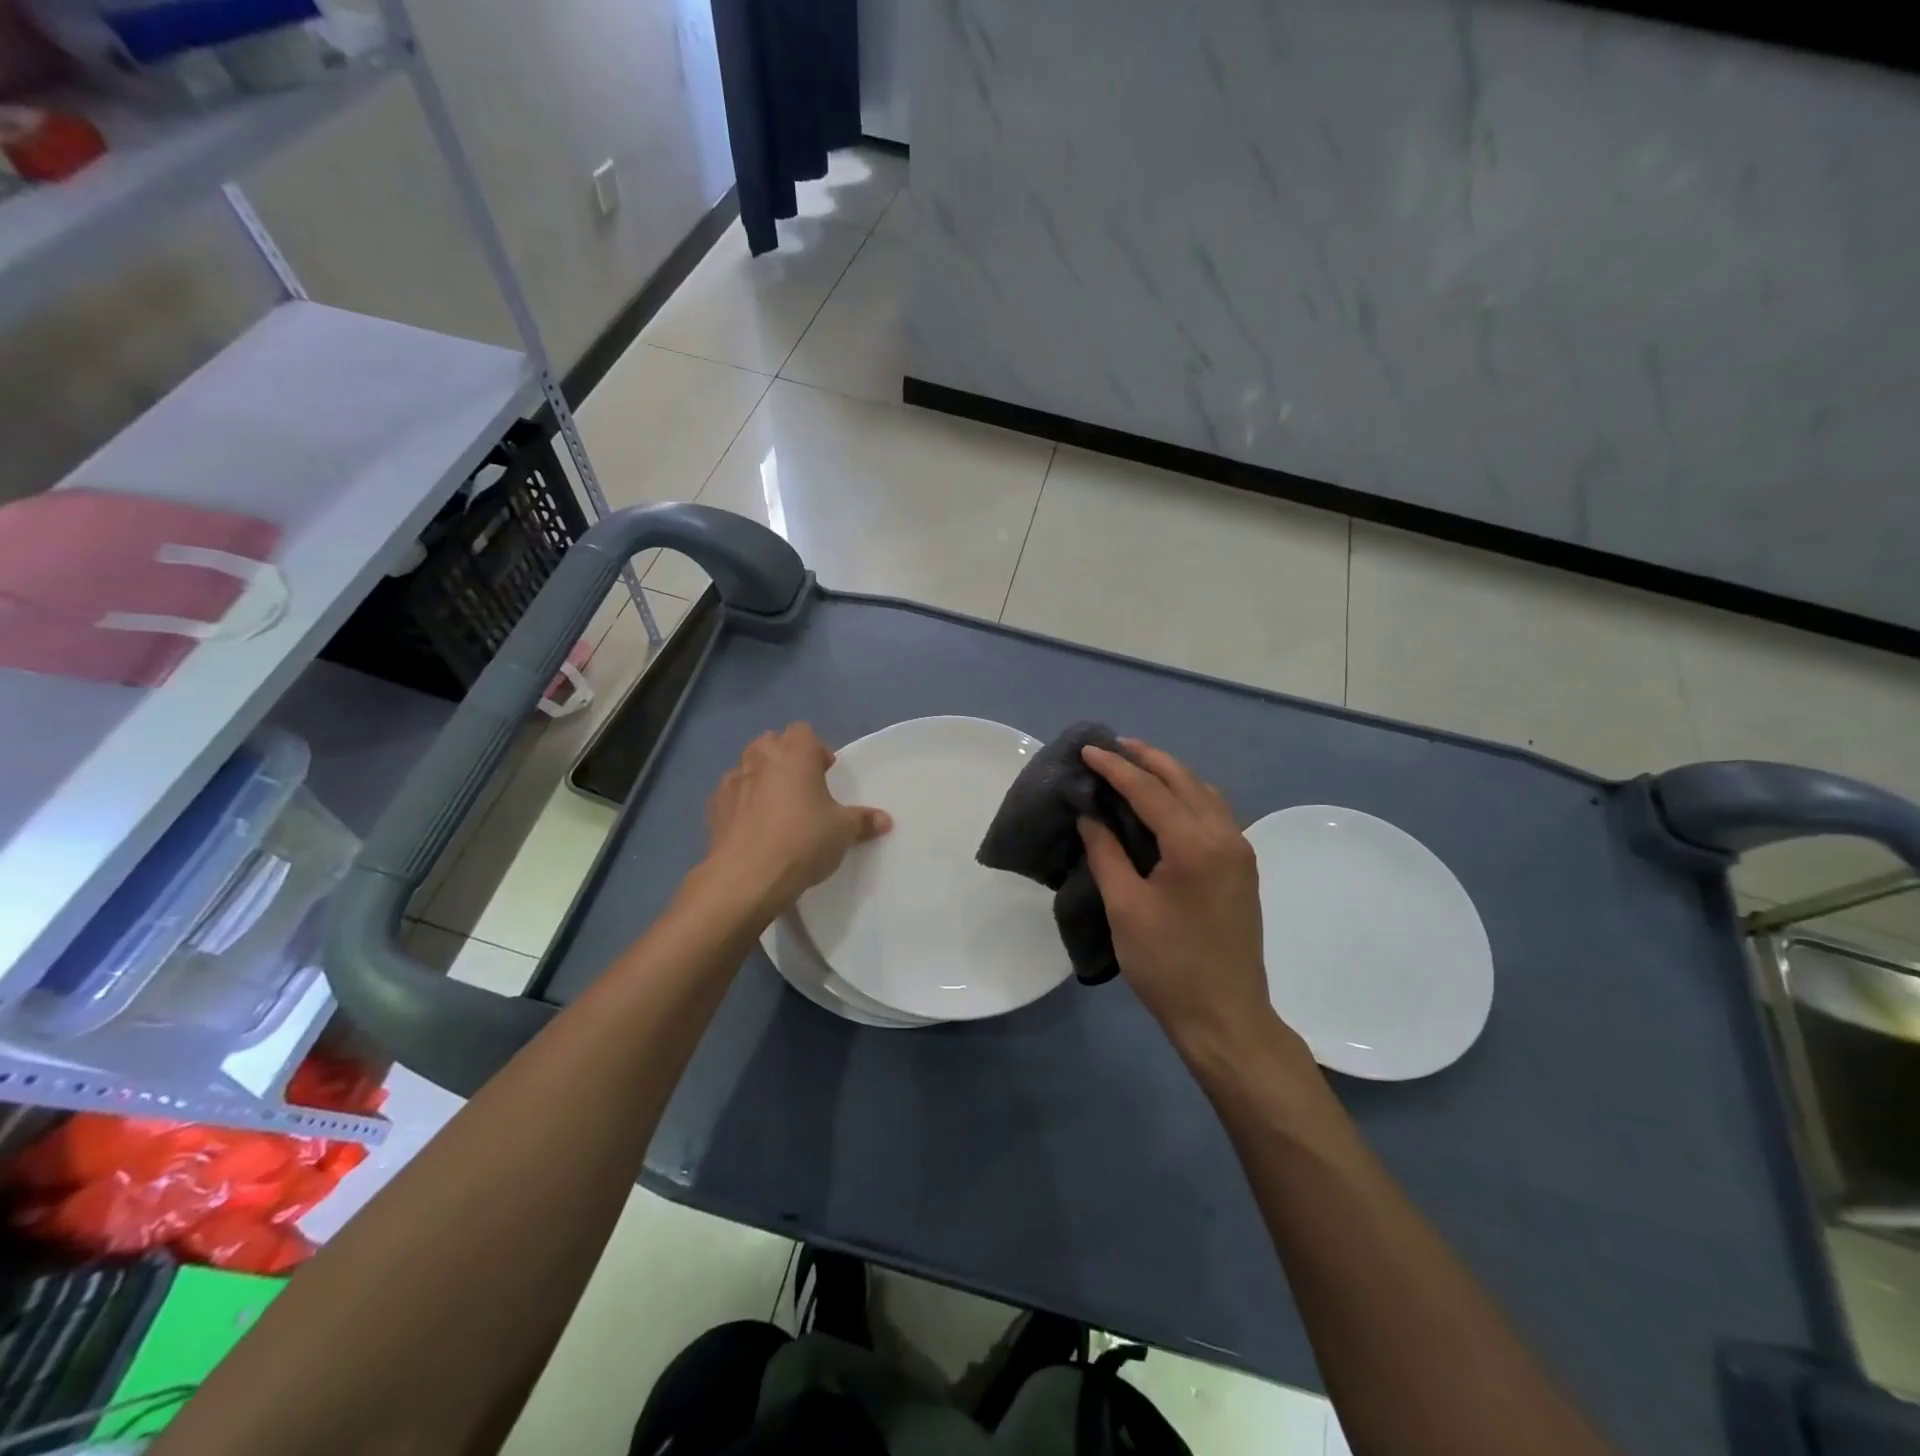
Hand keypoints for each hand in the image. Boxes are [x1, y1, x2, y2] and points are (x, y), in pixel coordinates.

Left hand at [703, 724, 891, 914]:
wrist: (746, 877)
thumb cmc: (803, 841)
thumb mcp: (843, 832)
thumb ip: (863, 821)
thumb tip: (885, 820)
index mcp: (794, 753)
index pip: (803, 731)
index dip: (815, 749)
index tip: (825, 774)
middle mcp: (760, 758)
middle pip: (771, 742)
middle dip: (785, 758)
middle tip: (802, 788)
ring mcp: (732, 781)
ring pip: (747, 766)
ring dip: (760, 779)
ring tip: (776, 809)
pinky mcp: (713, 808)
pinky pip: (730, 795)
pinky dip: (741, 803)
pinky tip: (752, 828)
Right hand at [1079, 740, 1277, 1056]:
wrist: (1225, 1016)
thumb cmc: (1167, 965)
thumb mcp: (1125, 908)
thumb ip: (1106, 853)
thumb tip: (1089, 815)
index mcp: (1195, 845)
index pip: (1149, 790)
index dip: (1115, 767)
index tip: (1087, 749)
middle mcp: (1225, 836)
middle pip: (1183, 780)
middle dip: (1146, 758)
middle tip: (1111, 746)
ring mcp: (1239, 851)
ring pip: (1204, 792)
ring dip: (1169, 774)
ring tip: (1134, 768)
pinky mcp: (1242, 867)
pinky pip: (1214, 813)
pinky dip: (1187, 796)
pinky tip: (1164, 804)